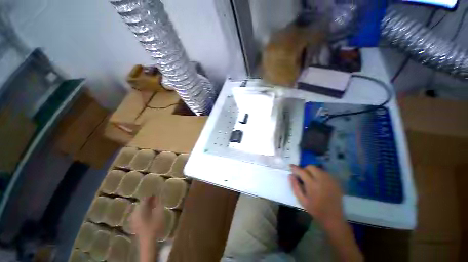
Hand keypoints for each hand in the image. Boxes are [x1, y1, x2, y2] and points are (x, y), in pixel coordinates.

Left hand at [130, 195, 164, 245]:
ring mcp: (133, 219)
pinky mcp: (135, 224)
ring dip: (146, 206)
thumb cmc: (154, 226)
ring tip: (154, 204)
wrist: (147, 241)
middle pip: (141, 203)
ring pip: (140, 209)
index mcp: (139, 209)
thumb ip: (158, 204)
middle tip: (156, 198)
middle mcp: (134, 213)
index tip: (156, 193)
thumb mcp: (158, 214)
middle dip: (148, 200)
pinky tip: (149, 212)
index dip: (150, 195)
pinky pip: (139, 213)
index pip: (144, 199)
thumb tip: (158, 196)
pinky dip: (144, 211)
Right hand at [289, 164, 343, 227]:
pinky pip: (325, 173)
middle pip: (311, 167)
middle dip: (305, 169)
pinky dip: (320, 174)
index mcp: (313, 185)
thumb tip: (290, 175)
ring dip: (312, 171)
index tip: (291, 166)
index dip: (295, 168)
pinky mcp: (336, 182)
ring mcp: (331, 180)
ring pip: (318, 169)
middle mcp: (322, 180)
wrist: (333, 218)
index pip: (302, 171)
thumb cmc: (315, 210)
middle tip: (302, 176)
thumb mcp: (301, 200)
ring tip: (311, 179)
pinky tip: (319, 182)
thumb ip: (295, 186)